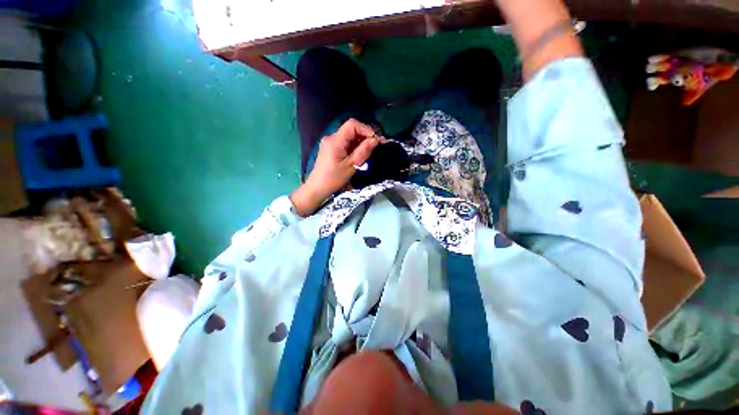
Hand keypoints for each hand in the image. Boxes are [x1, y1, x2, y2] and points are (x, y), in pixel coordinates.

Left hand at [290, 119, 379, 216]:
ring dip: (360, 141)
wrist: (318, 188)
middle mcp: (331, 137)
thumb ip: (363, 151)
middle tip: (377, 145)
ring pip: (349, 135)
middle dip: (365, 135)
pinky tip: (360, 153)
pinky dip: (354, 145)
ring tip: (370, 150)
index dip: (366, 129)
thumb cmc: (334, 179)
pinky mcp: (330, 147)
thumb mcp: (352, 166)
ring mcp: (330, 142)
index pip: (352, 125)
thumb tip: (375, 140)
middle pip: (351, 129)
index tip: (376, 140)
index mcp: (335, 141)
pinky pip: (345, 141)